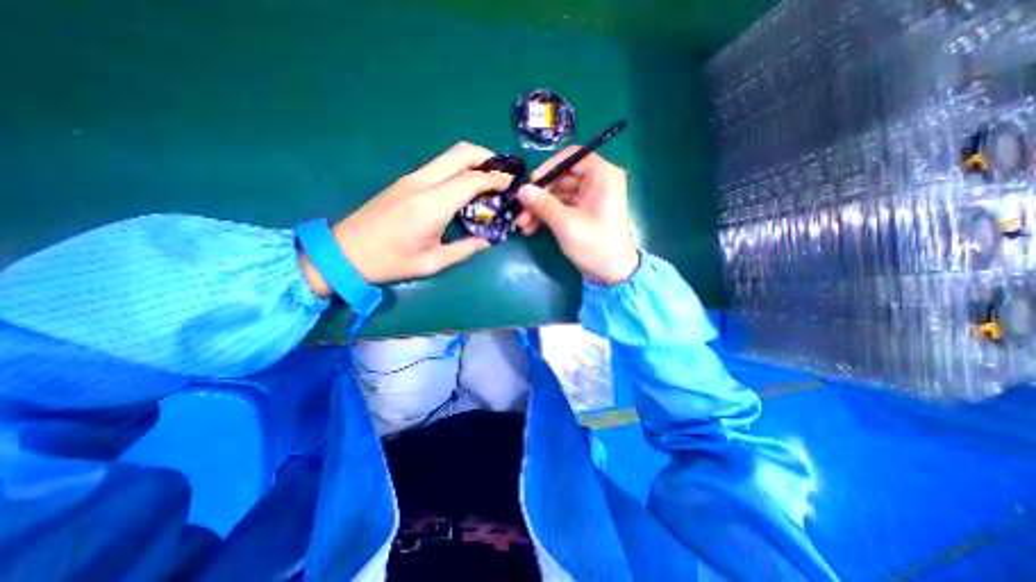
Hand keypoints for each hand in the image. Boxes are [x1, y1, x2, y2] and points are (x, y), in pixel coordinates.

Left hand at [297, 140, 509, 294]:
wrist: (344, 252)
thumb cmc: (390, 262)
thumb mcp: (433, 263)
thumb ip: (465, 249)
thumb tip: (488, 241)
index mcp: (431, 206)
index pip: (471, 180)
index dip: (495, 179)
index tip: (511, 184)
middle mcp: (422, 184)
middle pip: (460, 153)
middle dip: (487, 157)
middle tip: (502, 173)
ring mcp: (411, 178)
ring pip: (448, 155)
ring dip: (473, 160)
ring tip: (488, 178)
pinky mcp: (405, 181)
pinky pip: (438, 165)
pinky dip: (458, 168)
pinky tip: (464, 186)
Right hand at [517, 147, 639, 283]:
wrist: (611, 274)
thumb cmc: (594, 245)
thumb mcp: (566, 224)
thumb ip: (543, 204)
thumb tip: (521, 190)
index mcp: (602, 175)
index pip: (572, 157)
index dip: (549, 168)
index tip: (531, 183)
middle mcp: (596, 182)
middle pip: (561, 178)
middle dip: (539, 195)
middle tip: (520, 210)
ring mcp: (588, 199)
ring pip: (557, 195)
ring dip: (538, 208)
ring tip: (522, 224)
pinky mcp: (582, 213)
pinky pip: (560, 207)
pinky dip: (546, 216)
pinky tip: (531, 229)